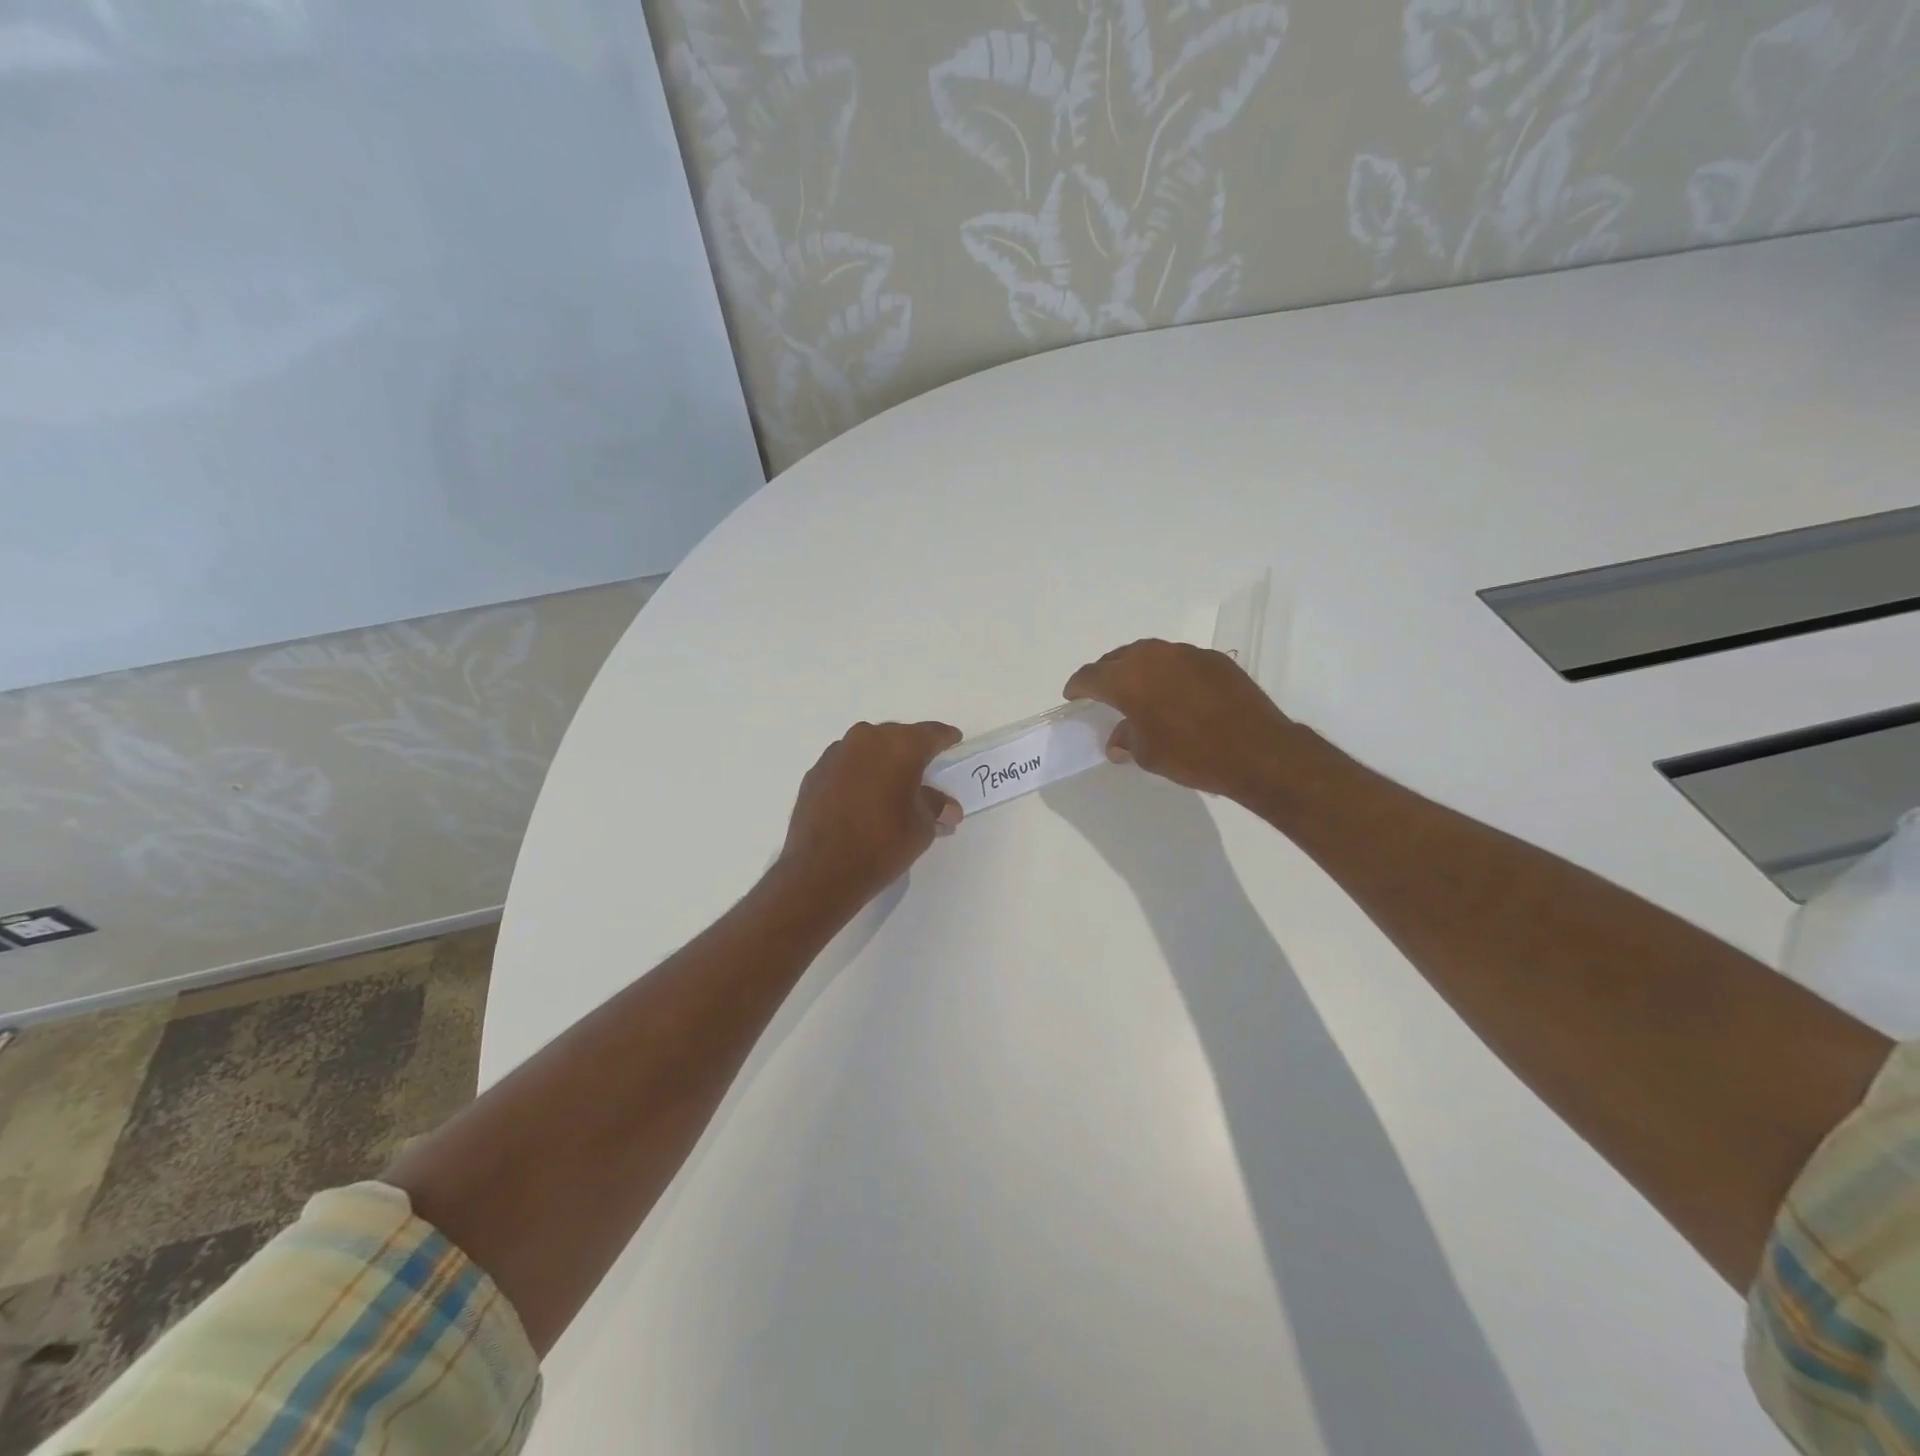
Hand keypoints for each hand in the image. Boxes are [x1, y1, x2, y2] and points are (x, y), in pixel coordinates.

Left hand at [776, 720, 963, 907]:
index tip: (953, 741)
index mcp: (900, 746)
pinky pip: (846, 764)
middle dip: (912, 751)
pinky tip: (862, 797)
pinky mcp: (815, 772)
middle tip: (923, 770)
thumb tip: (947, 808)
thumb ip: (935, 807)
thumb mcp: (922, 828)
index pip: (931, 733)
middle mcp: (866, 739)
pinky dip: (858, 774)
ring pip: (868, 748)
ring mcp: (836, 753)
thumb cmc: (882, 844)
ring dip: (882, 761)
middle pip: (897, 736)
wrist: (820, 871)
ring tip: (890, 785)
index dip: (946, 738)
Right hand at [1063, 639, 1298, 801]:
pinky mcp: (1213, 659)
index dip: (1078, 686)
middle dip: (1106, 674)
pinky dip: (1168, 673)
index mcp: (1128, 679)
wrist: (1257, 750)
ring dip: (1137, 669)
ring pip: (1149, 654)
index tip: (1073, 695)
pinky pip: (1178, 660)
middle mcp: (1153, 656)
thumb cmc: (1192, 755)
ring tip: (1138, 689)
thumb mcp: (1149, 754)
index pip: (1091, 676)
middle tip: (1103, 693)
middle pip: (1118, 658)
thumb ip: (1127, 739)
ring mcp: (1186, 653)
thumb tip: (1118, 739)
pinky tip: (1176, 693)